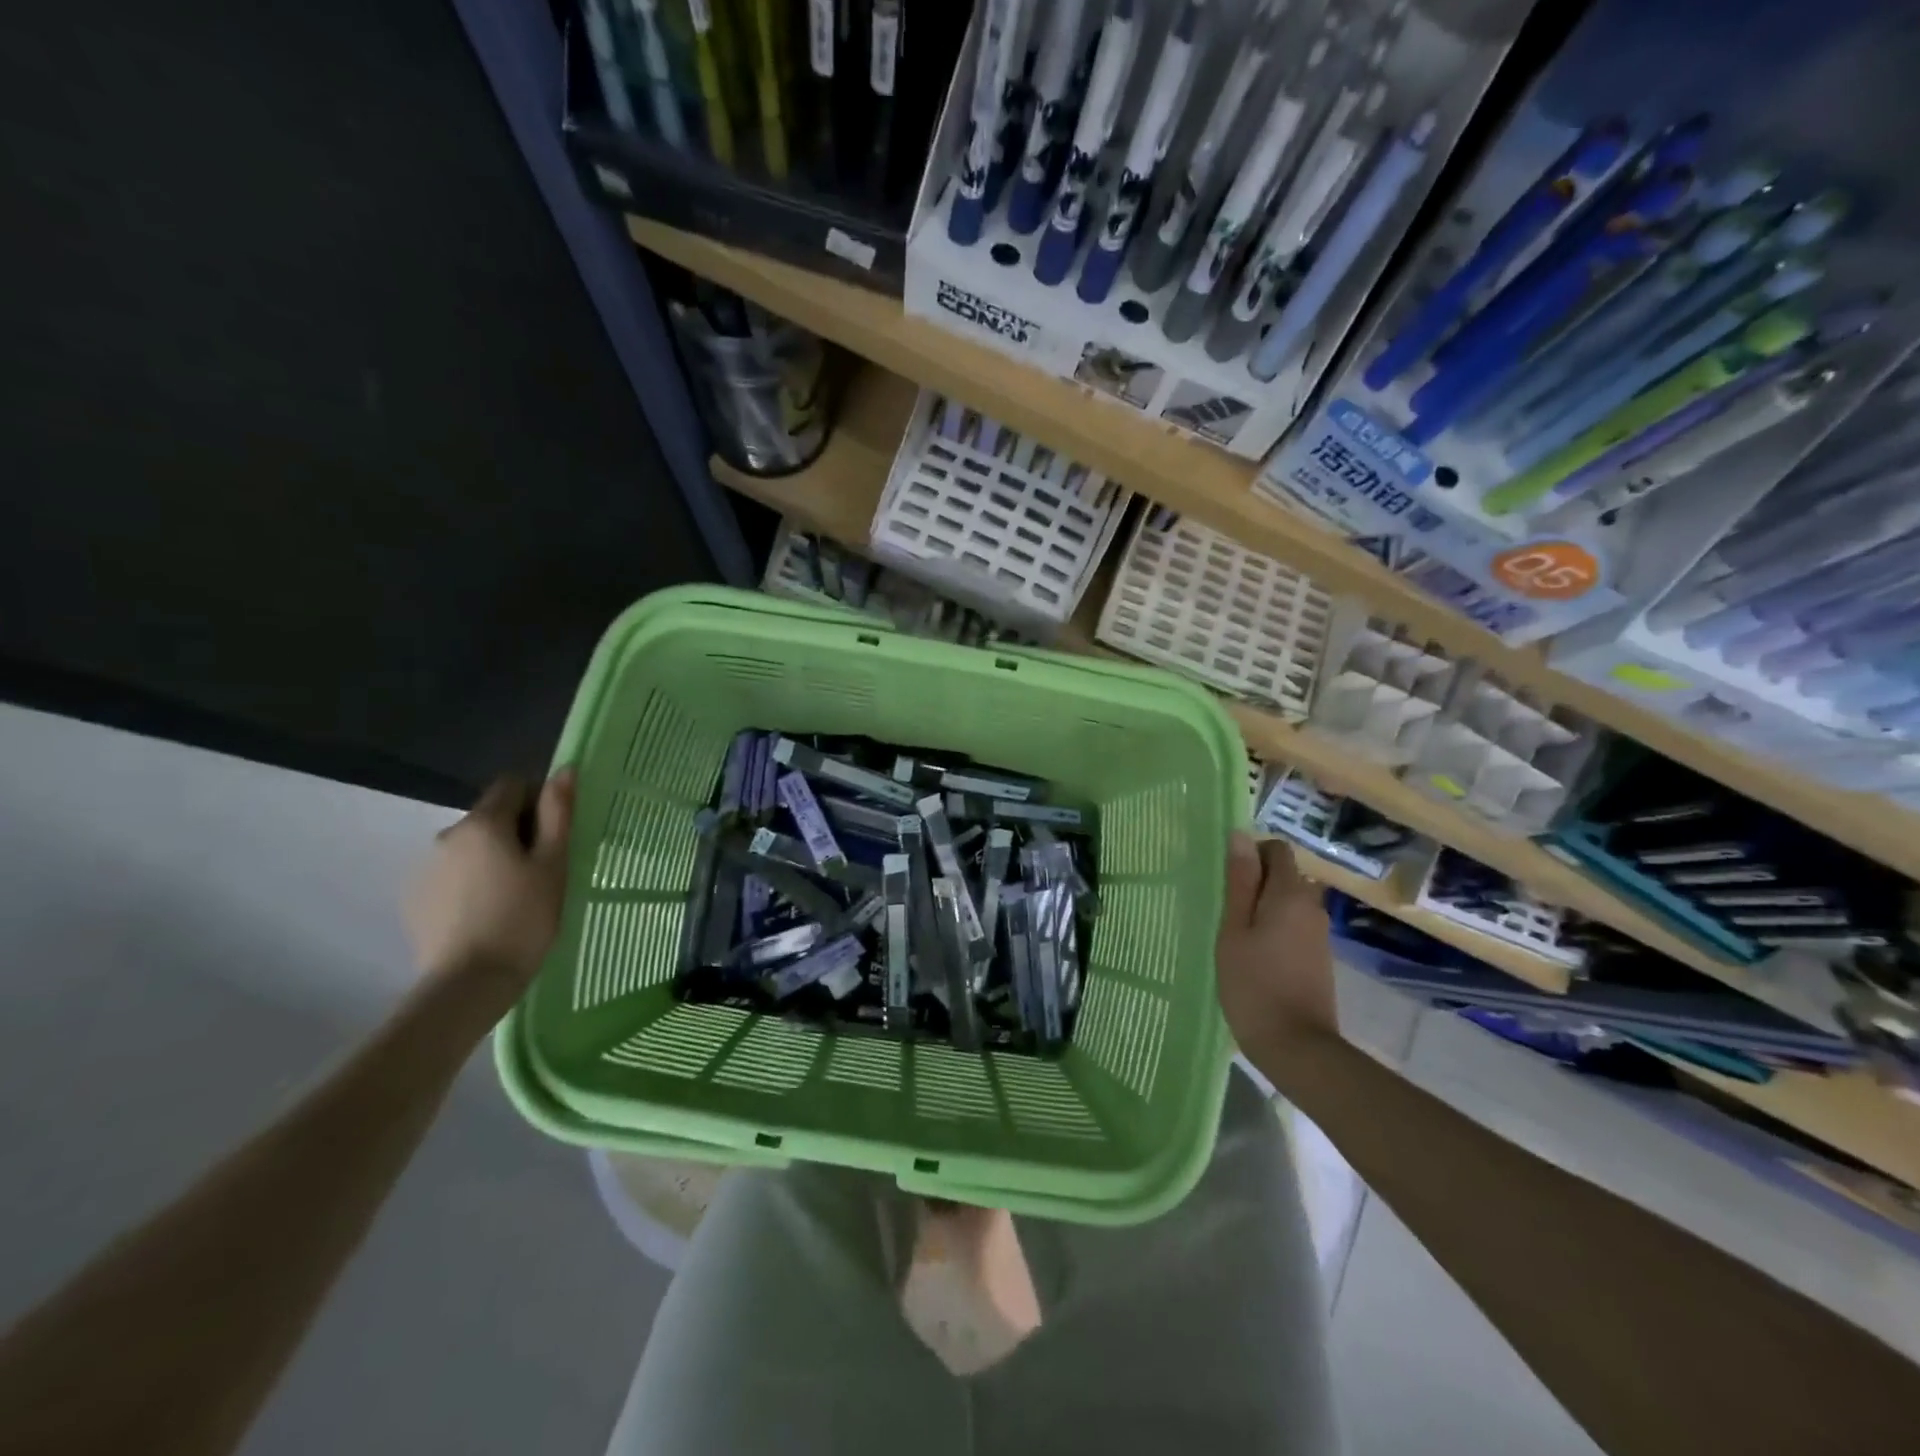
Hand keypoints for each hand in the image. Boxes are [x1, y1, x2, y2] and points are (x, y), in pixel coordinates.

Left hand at [405, 771, 575, 1003]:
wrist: (469, 983)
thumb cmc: (524, 918)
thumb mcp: (554, 864)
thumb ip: (558, 813)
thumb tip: (564, 770)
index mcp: (484, 822)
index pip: (513, 785)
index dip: (538, 800)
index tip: (554, 834)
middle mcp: (447, 834)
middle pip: (490, 815)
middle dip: (517, 831)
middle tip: (541, 869)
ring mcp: (426, 867)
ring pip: (471, 846)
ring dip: (493, 857)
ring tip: (514, 895)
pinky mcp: (415, 898)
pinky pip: (453, 874)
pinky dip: (472, 882)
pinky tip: (488, 913)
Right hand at [1215, 832, 1338, 1057]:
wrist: (1297, 1047)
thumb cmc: (1254, 984)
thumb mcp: (1234, 930)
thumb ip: (1239, 883)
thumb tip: (1240, 836)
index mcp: (1290, 894)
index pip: (1277, 850)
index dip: (1251, 855)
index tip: (1227, 880)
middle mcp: (1312, 906)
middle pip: (1284, 875)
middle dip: (1255, 882)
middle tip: (1224, 908)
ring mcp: (1319, 933)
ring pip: (1288, 901)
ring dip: (1263, 907)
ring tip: (1234, 933)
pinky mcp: (1319, 957)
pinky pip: (1294, 925)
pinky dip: (1274, 928)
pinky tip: (1254, 955)